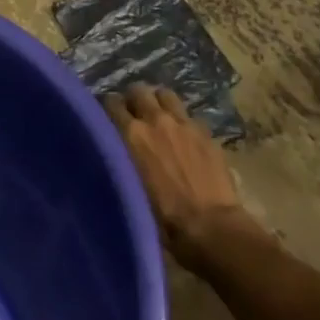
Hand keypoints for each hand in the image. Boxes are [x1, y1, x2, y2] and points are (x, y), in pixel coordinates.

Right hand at [106, 85, 247, 268]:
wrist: (212, 229)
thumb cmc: (164, 220)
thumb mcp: (129, 189)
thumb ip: (118, 162)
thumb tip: (110, 153)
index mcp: (131, 134)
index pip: (110, 102)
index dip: (107, 109)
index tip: (106, 119)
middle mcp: (155, 120)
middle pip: (138, 91)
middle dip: (133, 100)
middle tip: (133, 116)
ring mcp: (183, 123)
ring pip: (165, 95)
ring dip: (159, 103)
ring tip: (159, 118)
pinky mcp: (206, 132)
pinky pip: (189, 116)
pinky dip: (182, 122)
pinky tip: (184, 138)